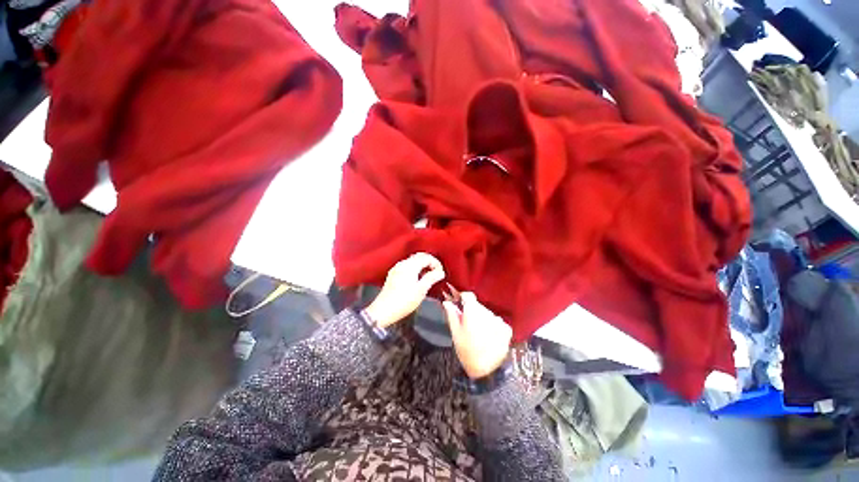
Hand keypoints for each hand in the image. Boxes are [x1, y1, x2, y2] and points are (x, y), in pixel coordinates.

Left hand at [364, 253, 444, 327]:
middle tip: (437, 272)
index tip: (441, 272)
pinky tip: (418, 279)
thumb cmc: (403, 301)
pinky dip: (415, 269)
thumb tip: (440, 272)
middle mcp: (402, 263)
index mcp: (410, 265)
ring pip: (413, 261)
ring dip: (422, 265)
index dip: (436, 263)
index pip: (426, 257)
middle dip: (430, 262)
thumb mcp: (421, 290)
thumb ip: (432, 278)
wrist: (383, 311)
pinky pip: (407, 266)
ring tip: (429, 276)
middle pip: (419, 256)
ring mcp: (396, 268)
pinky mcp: (393, 275)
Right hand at [443, 292, 512, 379]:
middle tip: (467, 325)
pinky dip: (493, 326)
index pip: (469, 295)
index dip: (463, 298)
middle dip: (472, 311)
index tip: (460, 304)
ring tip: (478, 334)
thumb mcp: (455, 334)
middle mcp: (487, 312)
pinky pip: (497, 321)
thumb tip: (447, 302)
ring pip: (487, 313)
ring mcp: (498, 320)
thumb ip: (452, 315)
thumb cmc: (467, 352)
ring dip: (482, 319)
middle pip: (477, 305)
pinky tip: (489, 337)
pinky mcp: (506, 328)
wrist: (487, 372)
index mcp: (472, 312)